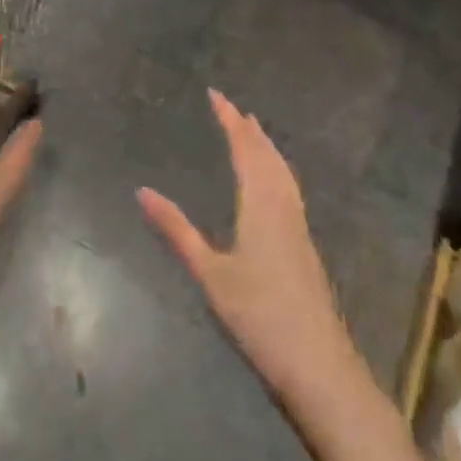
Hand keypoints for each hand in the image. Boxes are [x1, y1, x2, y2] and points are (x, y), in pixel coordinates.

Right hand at [138, 90, 354, 400]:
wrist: (319, 366)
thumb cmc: (259, 317)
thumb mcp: (209, 274)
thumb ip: (176, 230)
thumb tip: (142, 191)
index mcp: (261, 205)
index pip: (244, 150)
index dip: (229, 120)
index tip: (216, 95)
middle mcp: (283, 207)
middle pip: (268, 156)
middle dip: (249, 129)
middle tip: (232, 108)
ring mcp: (299, 227)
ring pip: (283, 172)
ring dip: (267, 147)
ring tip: (254, 133)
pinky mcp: (305, 246)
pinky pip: (289, 189)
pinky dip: (277, 169)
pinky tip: (274, 184)